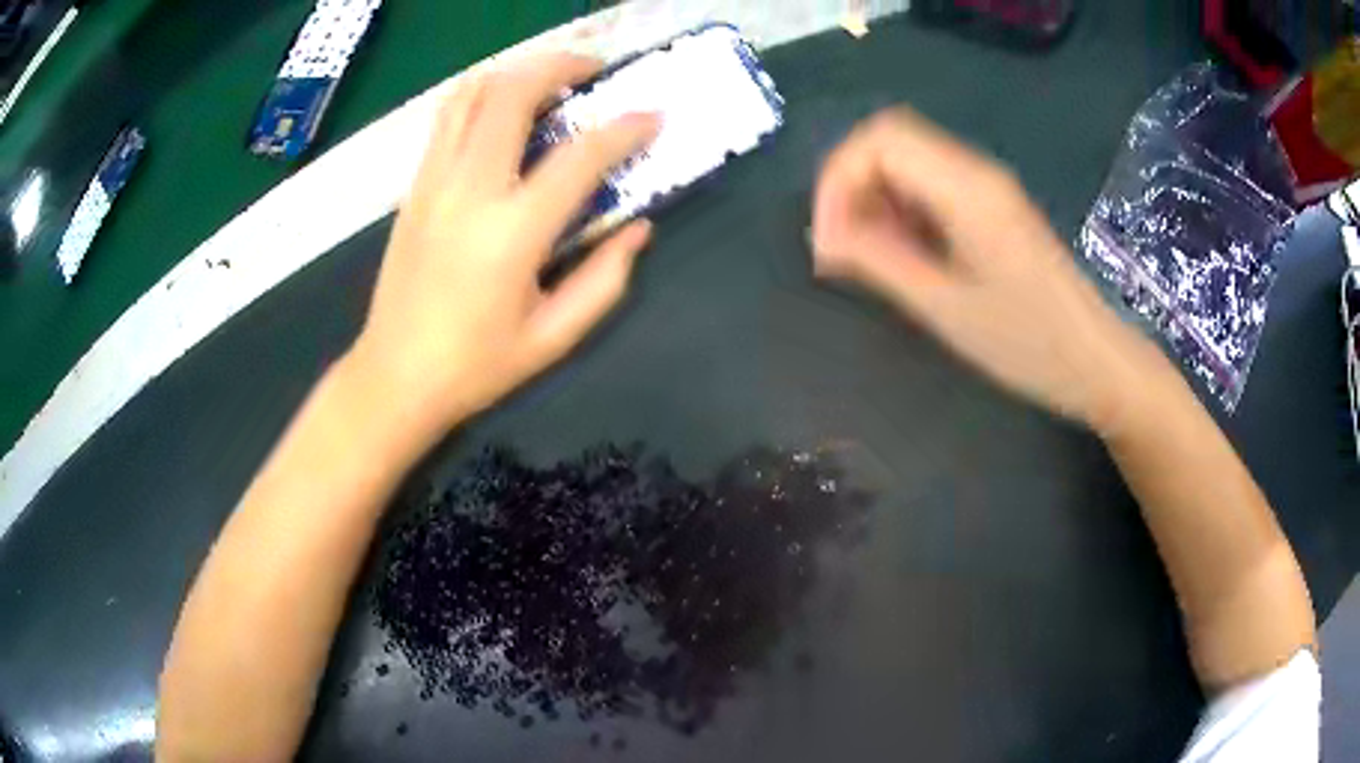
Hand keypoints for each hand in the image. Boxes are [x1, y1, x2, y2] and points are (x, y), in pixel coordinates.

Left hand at [346, 54, 658, 438]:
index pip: (579, 157)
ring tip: (549, 79)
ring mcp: (433, 182)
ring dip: (516, 72)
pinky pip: (446, 118)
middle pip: (513, 95)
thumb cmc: (476, 366)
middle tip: (594, 70)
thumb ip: (604, 279)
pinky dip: (480, 95)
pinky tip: (502, 107)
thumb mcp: (553, 337)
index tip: (652, 117)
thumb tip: (638, 229)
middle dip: (561, 66)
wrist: (394, 375)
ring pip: (472, 94)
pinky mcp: (414, 187)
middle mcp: (469, 191)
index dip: (624, 130)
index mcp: (512, 234)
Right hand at [811, 109, 1171, 431]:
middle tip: (838, 244)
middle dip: (850, 183)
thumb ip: (880, 261)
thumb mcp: (946, 308)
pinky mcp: (993, 206)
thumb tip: (824, 236)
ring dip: (874, 196)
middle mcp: (976, 170)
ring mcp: (987, 186)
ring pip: (908, 159)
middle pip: (890, 139)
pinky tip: (900, 251)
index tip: (824, 240)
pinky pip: (931, 184)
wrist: (1096, 360)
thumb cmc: (1029, 344)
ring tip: (864, 255)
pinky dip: (900, 207)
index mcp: (967, 188)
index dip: (837, 181)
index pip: (878, 141)